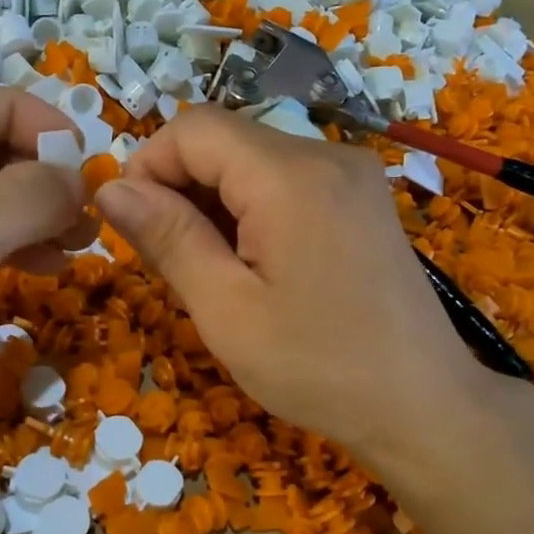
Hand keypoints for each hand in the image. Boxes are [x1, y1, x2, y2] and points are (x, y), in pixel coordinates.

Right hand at [95, 107, 510, 473]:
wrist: (424, 405)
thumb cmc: (318, 369)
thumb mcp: (227, 310)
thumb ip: (168, 238)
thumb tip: (109, 187)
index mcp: (290, 176)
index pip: (193, 128)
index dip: (149, 166)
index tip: (136, 228)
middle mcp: (327, 155)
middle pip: (225, 140)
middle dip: (182, 187)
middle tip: (175, 262)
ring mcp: (352, 174)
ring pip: (254, 159)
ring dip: (216, 201)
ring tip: (216, 271)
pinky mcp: (362, 198)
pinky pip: (287, 180)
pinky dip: (253, 208)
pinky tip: (256, 263)